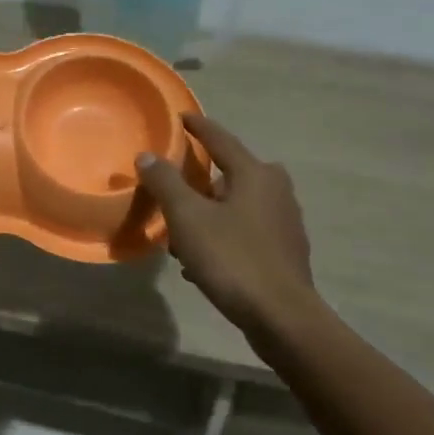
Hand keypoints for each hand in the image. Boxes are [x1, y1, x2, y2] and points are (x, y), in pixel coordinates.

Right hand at [136, 113, 323, 336]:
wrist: (282, 317)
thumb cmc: (232, 258)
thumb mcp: (187, 217)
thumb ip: (165, 183)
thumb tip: (147, 156)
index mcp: (254, 173)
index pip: (220, 139)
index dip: (197, 127)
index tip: (181, 116)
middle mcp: (276, 190)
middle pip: (233, 172)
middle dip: (203, 176)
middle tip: (178, 184)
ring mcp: (285, 222)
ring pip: (239, 204)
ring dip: (211, 211)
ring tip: (181, 230)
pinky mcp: (285, 251)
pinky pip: (246, 230)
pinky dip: (223, 234)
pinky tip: (201, 259)